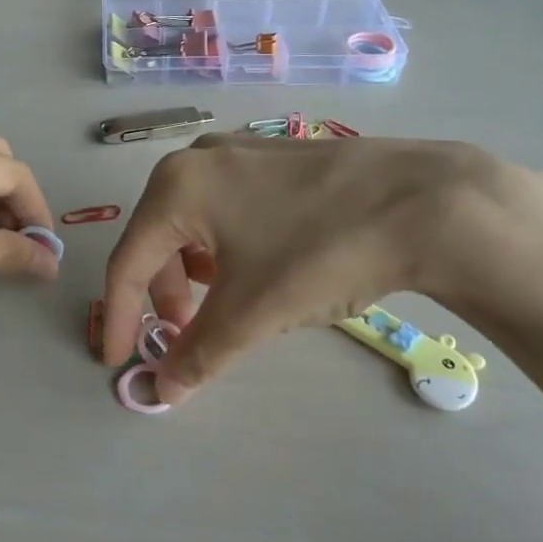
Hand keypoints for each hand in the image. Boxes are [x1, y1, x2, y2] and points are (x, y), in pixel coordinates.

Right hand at [102, 134, 542, 405]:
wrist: (423, 202)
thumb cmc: (318, 252)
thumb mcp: (251, 312)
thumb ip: (198, 354)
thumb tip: (163, 391)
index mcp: (176, 187)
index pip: (128, 262)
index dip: (120, 317)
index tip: (119, 361)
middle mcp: (198, 158)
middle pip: (159, 238)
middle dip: (164, 294)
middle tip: (184, 334)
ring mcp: (240, 150)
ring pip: (194, 221)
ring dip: (195, 272)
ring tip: (223, 305)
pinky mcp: (275, 156)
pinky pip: (227, 207)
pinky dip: (225, 246)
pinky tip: (256, 267)